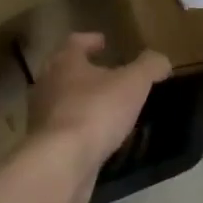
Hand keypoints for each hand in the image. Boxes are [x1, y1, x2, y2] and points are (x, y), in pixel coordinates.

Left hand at [28, 33, 171, 202]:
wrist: (62, 161)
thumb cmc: (96, 111)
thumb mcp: (133, 83)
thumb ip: (149, 67)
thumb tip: (161, 60)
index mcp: (65, 63)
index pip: (75, 42)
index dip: (91, 40)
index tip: (104, 42)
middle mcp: (47, 85)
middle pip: (64, 71)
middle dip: (85, 71)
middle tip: (107, 74)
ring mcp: (42, 117)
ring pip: (63, 101)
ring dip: (82, 101)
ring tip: (106, 108)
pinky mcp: (45, 145)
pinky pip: (65, 130)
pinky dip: (80, 128)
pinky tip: (98, 136)